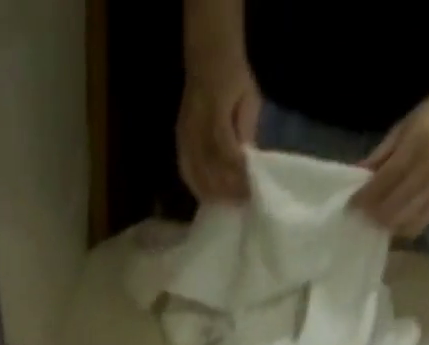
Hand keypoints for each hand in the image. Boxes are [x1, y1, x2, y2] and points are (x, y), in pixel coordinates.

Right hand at [177, 54, 260, 203]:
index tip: (249, 190)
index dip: (237, 175)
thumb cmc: (234, 77)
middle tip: (239, 203)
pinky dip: (197, 187)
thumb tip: (248, 162)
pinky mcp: (179, 141)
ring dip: (211, 192)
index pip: (225, 152)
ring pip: (195, 174)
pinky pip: (186, 171)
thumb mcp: (249, 98)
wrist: (208, 56)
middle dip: (225, 189)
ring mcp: (184, 135)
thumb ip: (247, 130)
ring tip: (226, 203)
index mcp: (214, 112)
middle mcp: (196, 126)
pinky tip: (207, 196)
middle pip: (208, 169)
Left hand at [352, 64, 428, 238]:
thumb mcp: (408, 122)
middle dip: (372, 215)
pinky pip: (424, 221)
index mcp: (418, 145)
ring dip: (387, 225)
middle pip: (392, 207)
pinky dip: (406, 228)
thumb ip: (382, 152)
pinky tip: (396, 224)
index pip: (382, 183)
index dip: (363, 199)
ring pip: (406, 219)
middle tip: (359, 217)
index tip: (349, 206)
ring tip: (375, 221)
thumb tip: (358, 175)